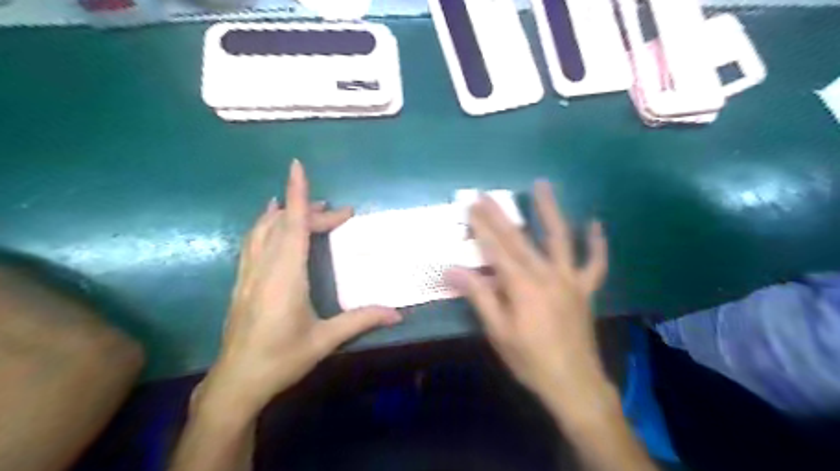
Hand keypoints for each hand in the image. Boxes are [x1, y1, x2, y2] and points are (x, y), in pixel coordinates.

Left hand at [200, 160, 403, 417]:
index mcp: (285, 276)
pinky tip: (270, 223)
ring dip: (284, 212)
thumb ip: (361, 320)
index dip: (297, 194)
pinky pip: (252, 241)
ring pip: (262, 229)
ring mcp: (248, 273)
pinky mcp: (241, 281)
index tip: (297, 166)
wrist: (235, 382)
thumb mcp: (325, 340)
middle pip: (284, 225)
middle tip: (341, 214)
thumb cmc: (281, 359)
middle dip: (311, 211)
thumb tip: (397, 314)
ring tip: (306, 206)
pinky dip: (265, 224)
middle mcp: (264, 267)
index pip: (293, 225)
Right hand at [446, 182, 610, 410]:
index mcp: (522, 287)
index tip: (470, 207)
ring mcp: (570, 279)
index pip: (496, 250)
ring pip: (560, 238)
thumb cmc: (530, 359)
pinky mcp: (585, 289)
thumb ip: (479, 296)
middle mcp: (547, 275)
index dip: (481, 227)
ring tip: (542, 185)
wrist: (574, 383)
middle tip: (486, 194)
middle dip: (500, 215)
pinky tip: (595, 223)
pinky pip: (595, 263)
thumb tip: (453, 270)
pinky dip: (597, 243)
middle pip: (520, 239)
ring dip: (549, 210)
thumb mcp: (498, 332)